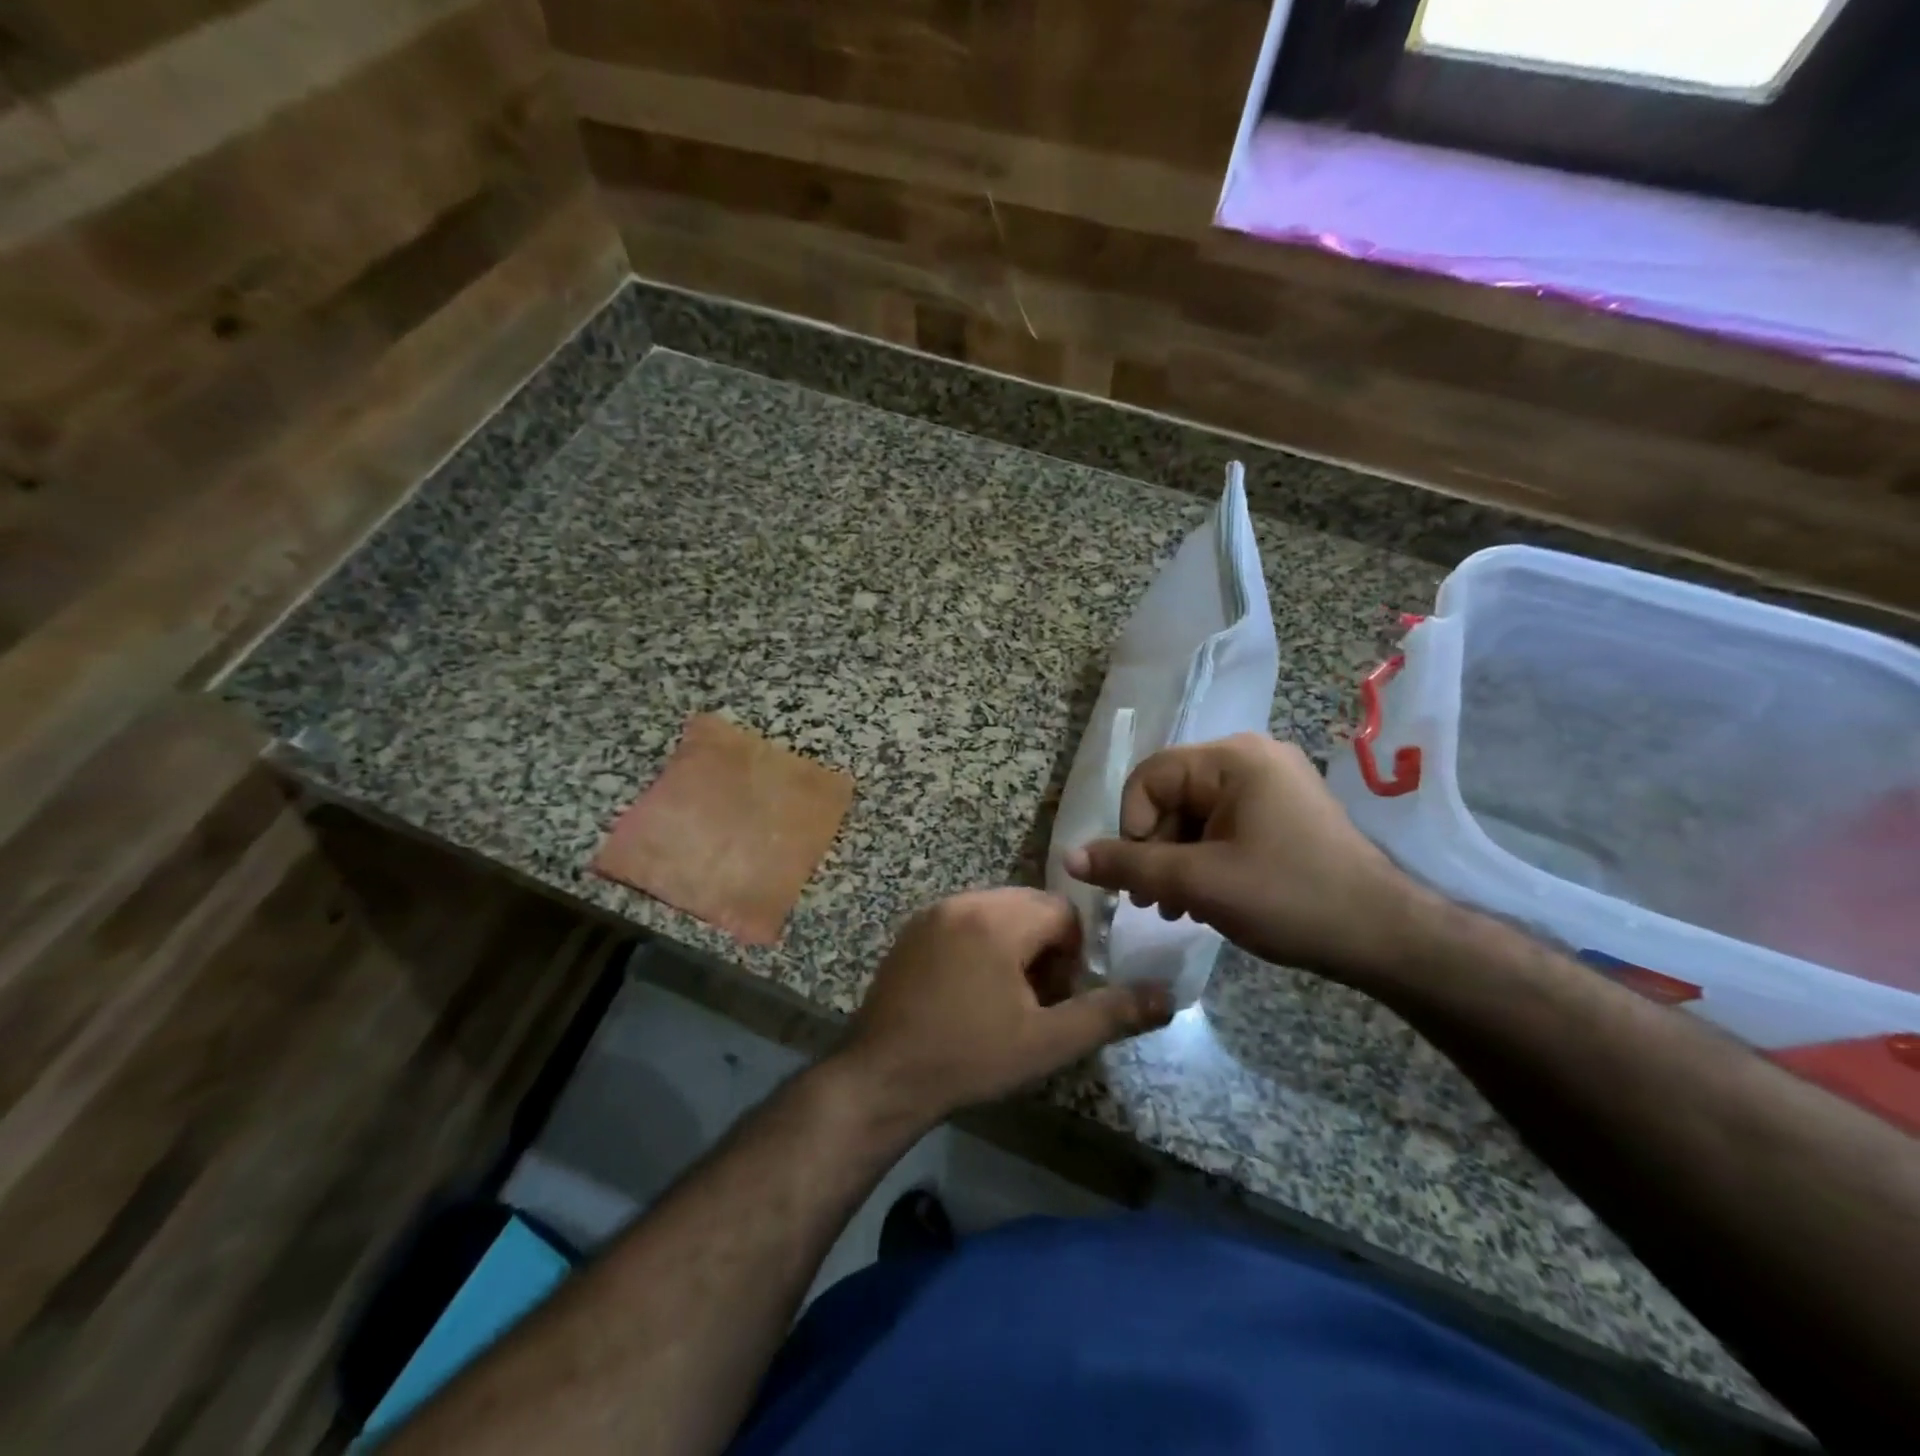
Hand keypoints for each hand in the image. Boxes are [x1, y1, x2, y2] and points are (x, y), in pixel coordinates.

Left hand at [835, 889, 1172, 1128]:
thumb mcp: (1047, 1042)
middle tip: (1034, 1000)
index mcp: (998, 919)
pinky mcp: (912, 931)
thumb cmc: (970, 1058)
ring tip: (1003, 1000)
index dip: (1073, 954)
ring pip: (997, 912)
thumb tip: (1167, 996)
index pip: (1062, 912)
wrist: (883, 1077)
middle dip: (1044, 948)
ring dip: (1013, 946)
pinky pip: (964, 921)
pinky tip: (968, 994)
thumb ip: (1109, 1013)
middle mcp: (964, 901)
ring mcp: (933, 914)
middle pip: (1029, 907)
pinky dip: (980, 945)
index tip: (1058, 998)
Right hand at [1063, 733, 1421, 982]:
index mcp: (1232, 759)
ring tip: (1178, 908)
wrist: (1385, 937)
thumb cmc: (1289, 898)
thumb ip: (1129, 866)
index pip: (1150, 779)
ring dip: (1177, 859)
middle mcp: (1252, 759)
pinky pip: (1224, 826)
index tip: (1142, 878)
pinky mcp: (1285, 812)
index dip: (1132, 827)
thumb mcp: (1199, 883)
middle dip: (1155, 849)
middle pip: (1171, 796)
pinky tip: (1206, 898)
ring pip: (1195, 815)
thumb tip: (1070, 858)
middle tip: (1156, 903)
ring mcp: (1273, 784)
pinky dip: (1206, 859)